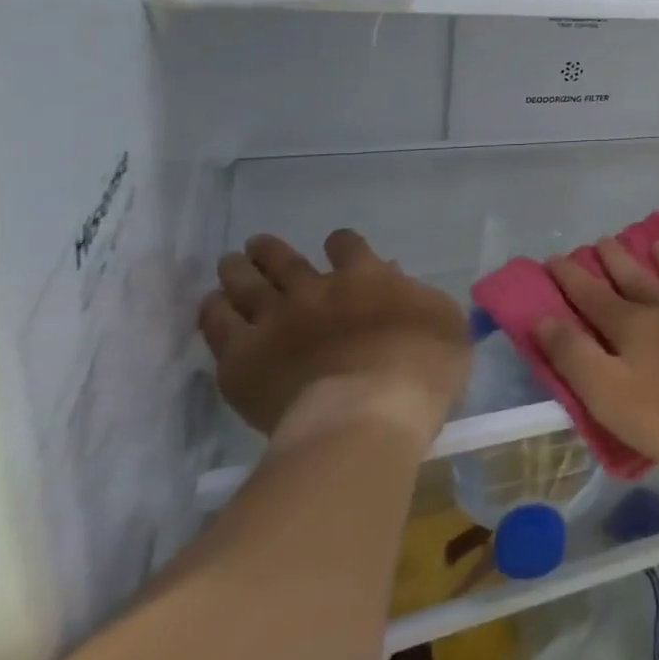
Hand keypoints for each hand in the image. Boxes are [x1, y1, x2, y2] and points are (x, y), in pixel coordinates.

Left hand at [199, 230, 470, 444]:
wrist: (367, 415)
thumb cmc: (423, 369)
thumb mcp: (445, 323)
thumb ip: (420, 297)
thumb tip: (395, 281)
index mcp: (366, 276)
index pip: (346, 245)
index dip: (341, 244)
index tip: (338, 248)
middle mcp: (316, 289)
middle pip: (285, 260)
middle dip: (271, 251)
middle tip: (258, 245)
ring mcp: (275, 321)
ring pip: (246, 285)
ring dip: (238, 270)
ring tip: (230, 263)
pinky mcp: (242, 359)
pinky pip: (218, 325)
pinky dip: (214, 310)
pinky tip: (213, 305)